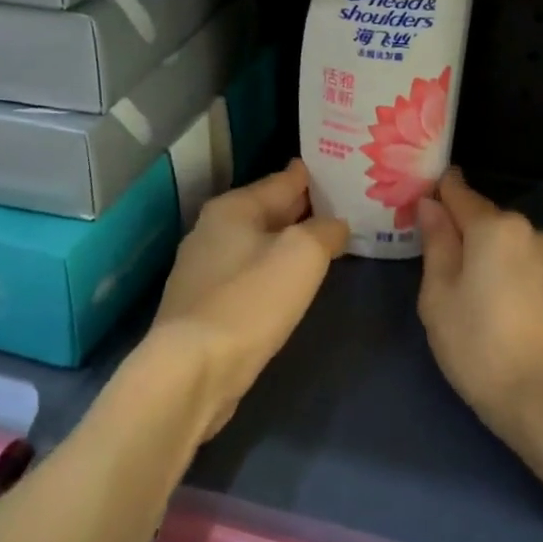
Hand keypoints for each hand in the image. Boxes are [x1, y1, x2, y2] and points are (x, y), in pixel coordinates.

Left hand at [151, 159, 348, 439]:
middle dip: (306, 209)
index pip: (284, 179)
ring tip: (329, 243)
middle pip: (270, 210)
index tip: (347, 170)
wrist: (194, 371)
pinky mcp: (206, 306)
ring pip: (260, 244)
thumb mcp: (302, 254)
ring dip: (291, 243)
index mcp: (233, 208)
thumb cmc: (250, 301)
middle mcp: (213, 231)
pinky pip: (251, 275)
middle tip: (348, 206)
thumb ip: (325, 230)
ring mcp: (205, 270)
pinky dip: (275, 272)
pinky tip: (295, 283)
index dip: (317, 174)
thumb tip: (335, 225)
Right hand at [416, 169, 542, 446]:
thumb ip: (436, 242)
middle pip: (484, 217)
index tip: (415, 205)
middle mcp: (530, 230)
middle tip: (433, 261)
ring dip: (486, 253)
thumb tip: (430, 204)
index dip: (435, 194)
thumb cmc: (479, 348)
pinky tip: (497, 304)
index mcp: (496, 226)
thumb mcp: (439, 296)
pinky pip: (526, 263)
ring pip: (507, 242)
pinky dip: (508, 271)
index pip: (457, 191)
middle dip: (460, 230)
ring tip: (466, 291)